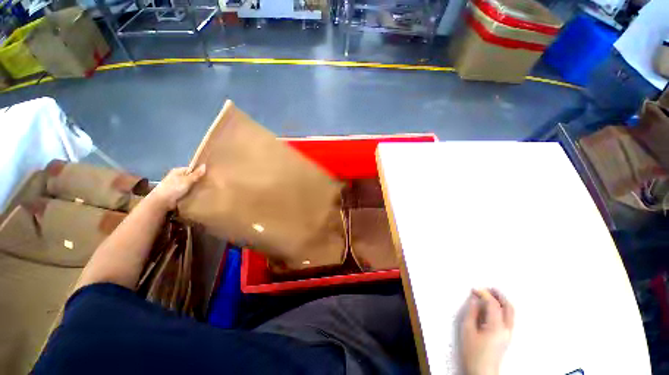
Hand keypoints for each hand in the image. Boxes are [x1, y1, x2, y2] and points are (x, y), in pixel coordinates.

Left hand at [147, 165, 205, 210]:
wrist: (162, 202)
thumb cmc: (173, 188)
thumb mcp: (187, 180)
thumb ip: (196, 174)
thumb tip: (204, 165)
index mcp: (178, 171)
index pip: (191, 169)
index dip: (199, 171)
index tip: (208, 175)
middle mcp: (176, 177)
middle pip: (191, 177)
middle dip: (198, 180)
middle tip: (209, 182)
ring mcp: (176, 185)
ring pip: (189, 185)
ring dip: (196, 187)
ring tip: (206, 189)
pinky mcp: (177, 193)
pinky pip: (187, 191)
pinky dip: (192, 192)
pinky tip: (199, 194)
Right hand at [461, 288, 513, 374]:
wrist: (481, 371)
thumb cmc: (473, 352)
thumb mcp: (468, 329)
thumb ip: (472, 312)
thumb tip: (474, 299)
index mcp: (496, 327)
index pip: (493, 304)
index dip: (484, 294)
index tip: (474, 289)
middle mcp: (506, 329)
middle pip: (508, 307)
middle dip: (499, 295)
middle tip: (489, 288)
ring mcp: (508, 334)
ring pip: (510, 313)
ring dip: (502, 301)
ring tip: (491, 294)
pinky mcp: (507, 337)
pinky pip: (508, 318)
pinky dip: (501, 309)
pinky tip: (492, 307)